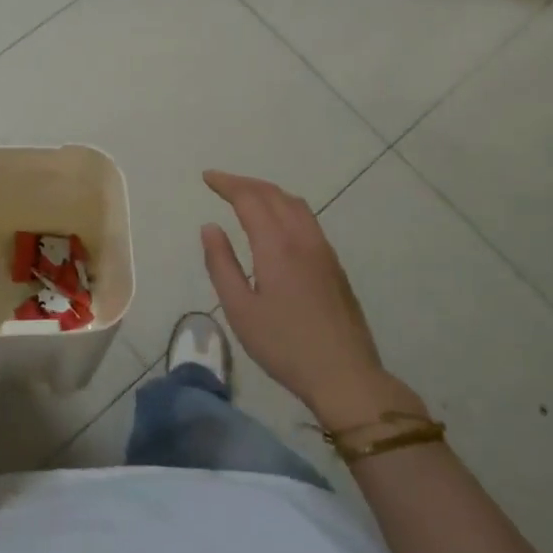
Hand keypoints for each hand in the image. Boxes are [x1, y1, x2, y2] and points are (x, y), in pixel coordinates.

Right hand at [200, 170, 424, 429]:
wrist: (344, 374)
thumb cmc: (284, 345)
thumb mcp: (240, 309)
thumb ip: (221, 264)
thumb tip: (210, 227)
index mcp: (276, 245)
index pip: (249, 199)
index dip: (227, 184)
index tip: (207, 178)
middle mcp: (302, 238)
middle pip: (274, 194)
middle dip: (245, 183)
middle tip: (220, 183)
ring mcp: (323, 249)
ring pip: (295, 204)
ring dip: (268, 192)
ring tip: (246, 196)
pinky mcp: (334, 264)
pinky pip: (307, 218)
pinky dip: (285, 206)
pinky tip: (276, 222)